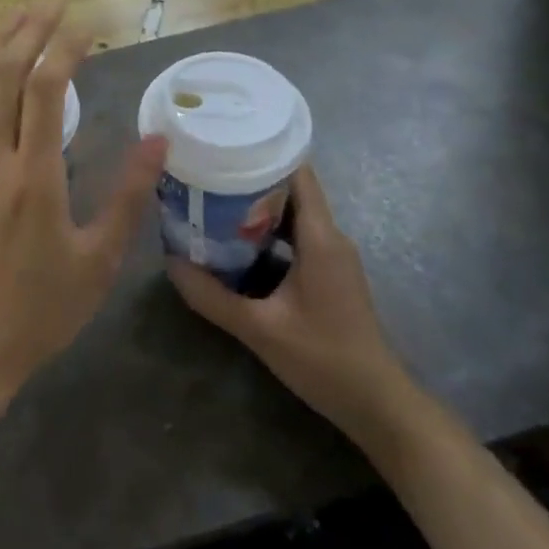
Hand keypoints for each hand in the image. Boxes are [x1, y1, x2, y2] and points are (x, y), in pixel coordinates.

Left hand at [0, 5, 166, 415]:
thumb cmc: (39, 311)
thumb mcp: (98, 261)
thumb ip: (128, 197)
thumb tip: (159, 141)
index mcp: (35, 177)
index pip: (45, 90)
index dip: (64, 49)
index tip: (86, 30)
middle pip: (5, 75)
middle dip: (30, 31)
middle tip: (52, 2)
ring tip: (17, 15)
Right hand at [167, 166, 411, 435]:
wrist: (377, 405)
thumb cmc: (324, 359)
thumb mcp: (260, 329)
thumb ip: (212, 296)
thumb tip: (170, 262)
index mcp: (320, 237)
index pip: (296, 172)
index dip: (262, 152)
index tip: (224, 144)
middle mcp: (329, 236)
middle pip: (291, 187)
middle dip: (249, 176)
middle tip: (206, 170)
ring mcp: (332, 254)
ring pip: (292, 211)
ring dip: (256, 205)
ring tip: (212, 198)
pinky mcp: (329, 272)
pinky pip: (296, 234)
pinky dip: (267, 229)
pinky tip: (236, 239)